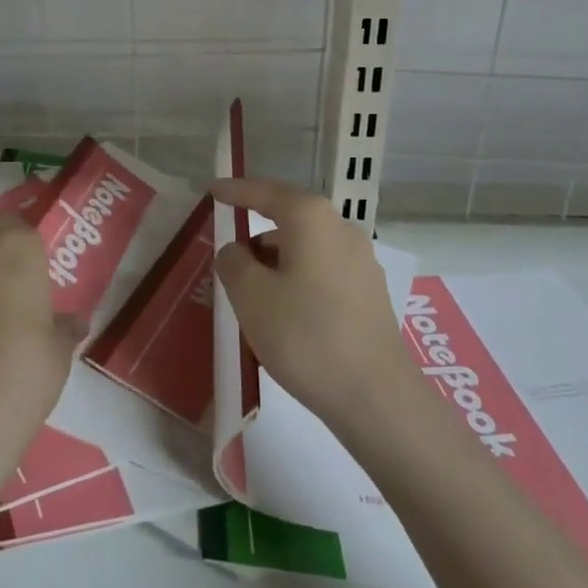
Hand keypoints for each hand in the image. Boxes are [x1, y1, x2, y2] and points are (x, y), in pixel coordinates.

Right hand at [212, 177, 416, 429]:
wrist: (376, 396)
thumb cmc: (306, 336)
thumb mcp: (251, 296)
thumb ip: (233, 262)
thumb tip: (236, 251)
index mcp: (311, 219)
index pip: (265, 193)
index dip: (235, 190)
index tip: (212, 190)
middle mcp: (341, 229)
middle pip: (289, 219)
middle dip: (256, 235)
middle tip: (228, 257)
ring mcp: (361, 261)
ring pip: (306, 248)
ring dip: (276, 262)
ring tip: (252, 295)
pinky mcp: (369, 292)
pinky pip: (322, 270)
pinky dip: (297, 279)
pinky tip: (285, 312)